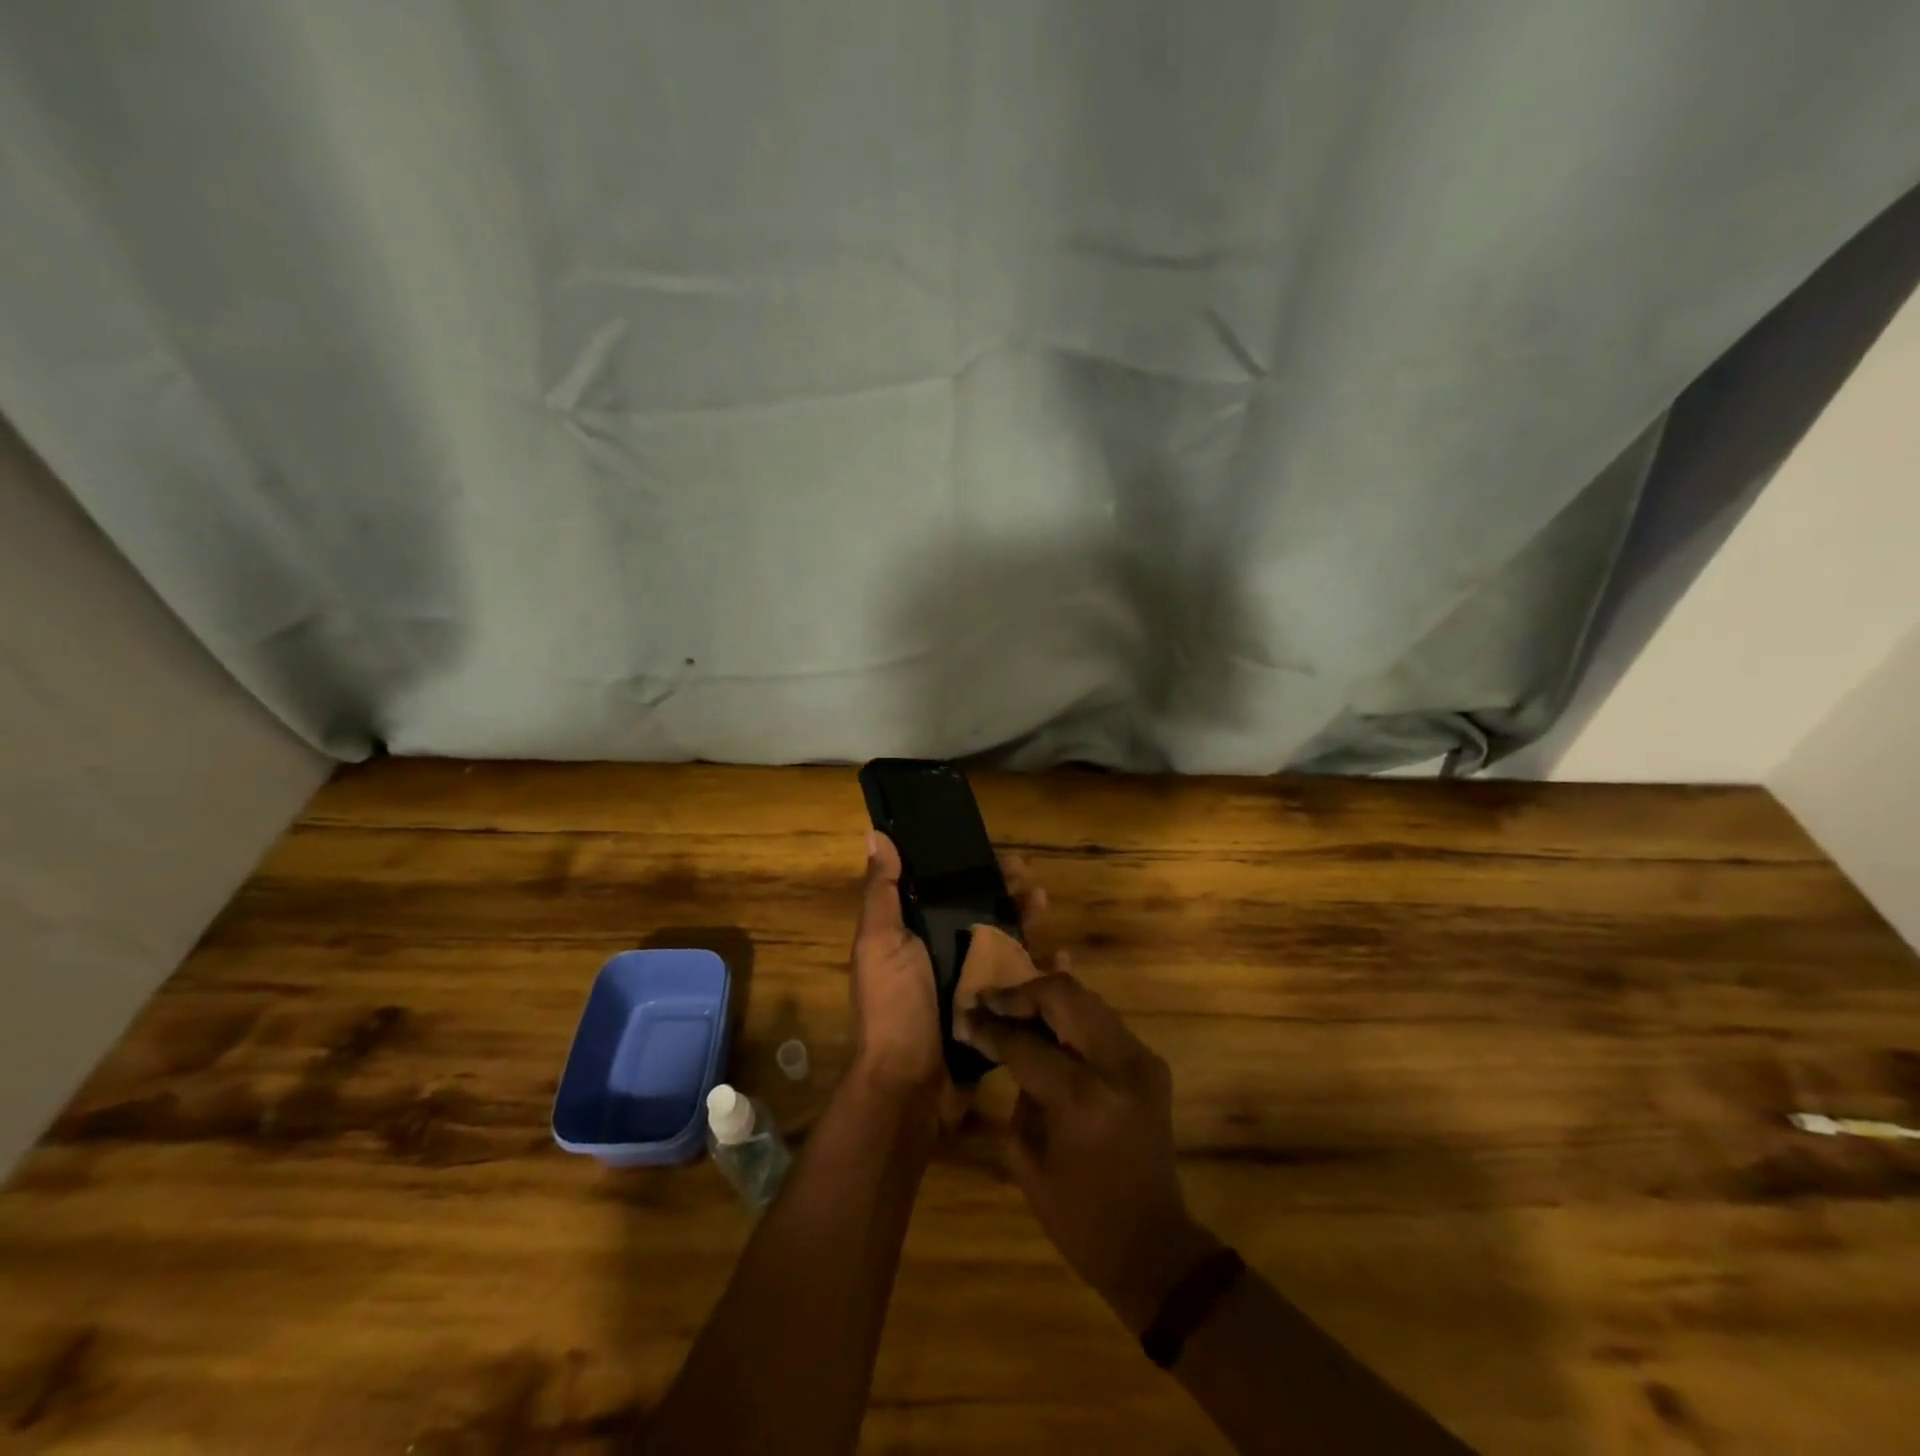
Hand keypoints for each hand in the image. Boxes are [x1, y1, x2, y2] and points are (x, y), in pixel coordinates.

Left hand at [848, 835, 1053, 1115]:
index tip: (999, 855)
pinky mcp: (996, 1015)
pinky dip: (1044, 970)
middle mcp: (943, 955)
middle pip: (982, 914)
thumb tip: (876, 834)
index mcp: (915, 935)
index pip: (948, 891)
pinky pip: (1023, 986)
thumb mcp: (880, 943)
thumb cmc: (893, 1007)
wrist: (910, 1087)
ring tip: (1046, 906)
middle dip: (1007, 894)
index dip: (973, 870)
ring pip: (1007, 944)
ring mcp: (972, 986)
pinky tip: (1064, 959)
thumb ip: (882, 892)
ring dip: (1028, 922)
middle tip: (1032, 880)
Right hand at [960, 974, 1219, 1334]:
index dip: (990, 1028)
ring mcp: (1140, 1060)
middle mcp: (1116, 1065)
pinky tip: (1046, 1026)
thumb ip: (1015, 1093)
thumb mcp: (1028, 1160)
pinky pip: (1103, 1020)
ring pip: (1086, 999)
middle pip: (1063, 996)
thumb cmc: (1080, 1218)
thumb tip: (998, 1045)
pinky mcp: (1150, 1063)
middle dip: (1020, 994)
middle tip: (988, 1001)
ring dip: (1046, 998)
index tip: (965, 1017)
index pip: (1025, 1043)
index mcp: (1082, 1097)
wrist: (1154, 1247)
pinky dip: (1071, 1015)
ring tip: (1013, 1008)